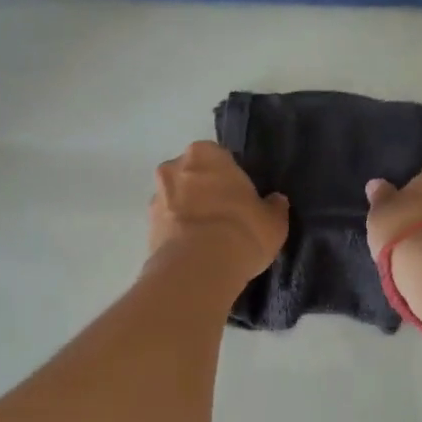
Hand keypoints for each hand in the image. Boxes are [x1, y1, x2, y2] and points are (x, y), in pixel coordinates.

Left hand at [149, 142, 289, 284]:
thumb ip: (274, 206)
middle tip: (225, 217)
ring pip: (176, 200)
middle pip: (192, 176)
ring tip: (209, 240)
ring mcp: (156, 197)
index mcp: (205, 153)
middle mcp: (174, 167)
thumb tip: (275, 201)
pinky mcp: (146, 228)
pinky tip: (195, 253)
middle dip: (204, 192)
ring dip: (188, 213)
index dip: (230, 178)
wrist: (198, 268)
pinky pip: (168, 225)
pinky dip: (178, 234)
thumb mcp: (273, 221)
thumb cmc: (242, 231)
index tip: (241, 198)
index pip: (219, 157)